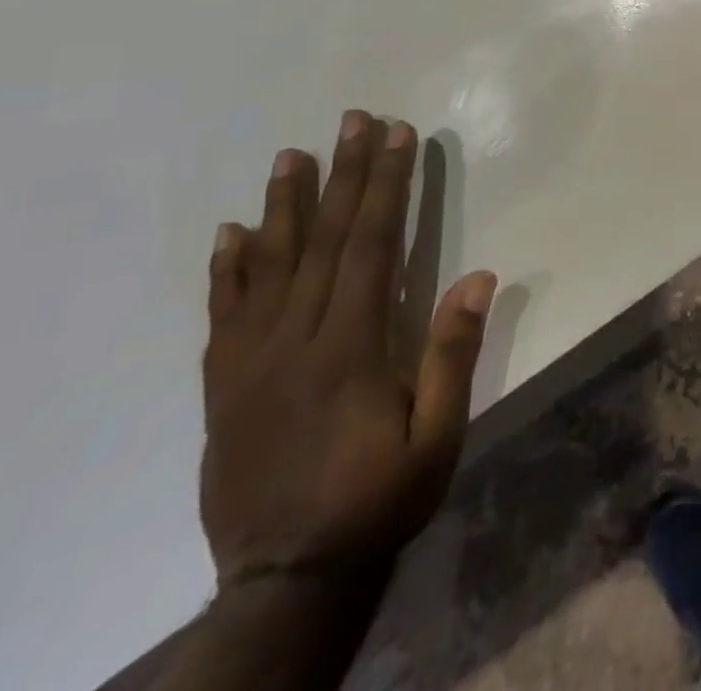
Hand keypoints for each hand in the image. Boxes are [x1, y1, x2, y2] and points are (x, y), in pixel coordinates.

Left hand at [200, 111, 497, 591]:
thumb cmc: (379, 499)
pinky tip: (231, 233)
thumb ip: (451, 355)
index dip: (387, 186)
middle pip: (323, 241)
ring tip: (291, 154)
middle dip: (344, 174)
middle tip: (353, 119)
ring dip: (283, 204)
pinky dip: (228, 269)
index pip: (372, 246)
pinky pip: (223, 315)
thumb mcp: (437, 436)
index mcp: (350, 348)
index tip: (398, 136)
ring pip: (268, 266)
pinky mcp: (223, 387)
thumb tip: (477, 276)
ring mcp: (250, 363)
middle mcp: (294, 342)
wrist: (286, 581)